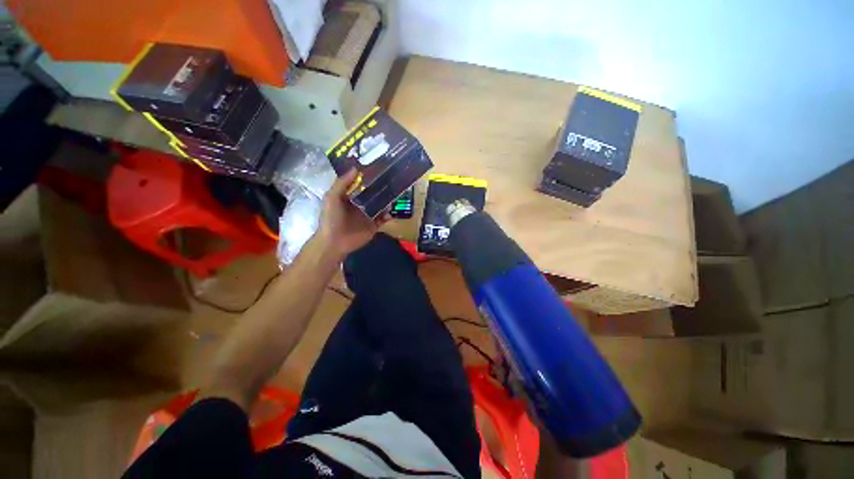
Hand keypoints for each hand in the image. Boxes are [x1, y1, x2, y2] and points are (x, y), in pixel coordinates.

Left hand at [317, 169, 390, 258]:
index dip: (368, 177)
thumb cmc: (331, 218)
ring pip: (380, 205)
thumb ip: (342, 183)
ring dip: (387, 201)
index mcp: (350, 196)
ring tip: (395, 195)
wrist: (335, 242)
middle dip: (382, 188)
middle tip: (393, 180)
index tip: (379, 168)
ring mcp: (368, 215)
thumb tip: (356, 168)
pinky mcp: (374, 225)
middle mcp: (360, 204)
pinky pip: (384, 219)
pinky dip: (388, 215)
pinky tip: (389, 213)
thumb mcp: (332, 197)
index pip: (361, 184)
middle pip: (373, 194)